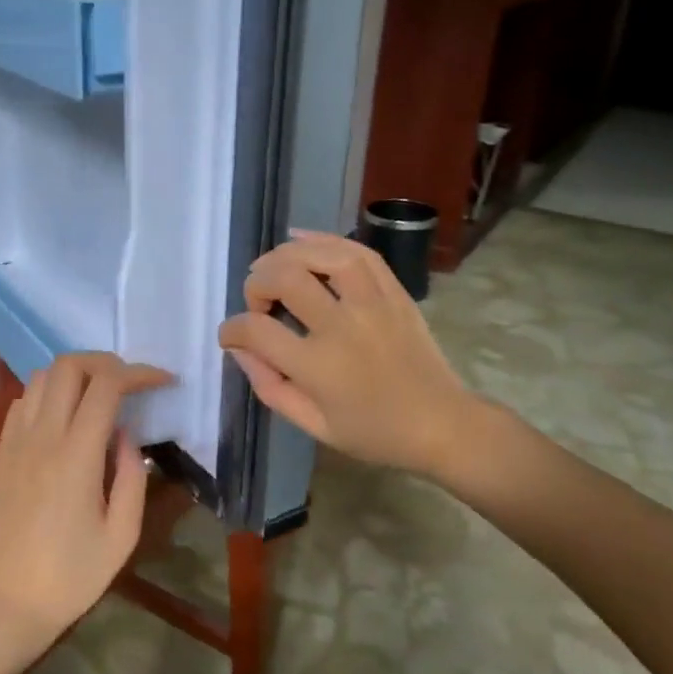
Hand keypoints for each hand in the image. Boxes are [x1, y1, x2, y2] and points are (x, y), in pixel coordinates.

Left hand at [0, 352, 173, 650]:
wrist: (9, 603)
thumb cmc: (73, 575)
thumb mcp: (123, 534)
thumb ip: (131, 475)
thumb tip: (127, 434)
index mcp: (76, 455)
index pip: (106, 385)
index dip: (139, 373)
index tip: (163, 381)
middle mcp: (42, 437)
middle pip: (68, 366)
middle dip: (105, 362)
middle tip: (130, 382)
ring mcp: (15, 442)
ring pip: (41, 377)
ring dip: (74, 374)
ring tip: (99, 394)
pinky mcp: (0, 452)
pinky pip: (21, 401)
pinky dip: (47, 393)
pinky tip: (64, 417)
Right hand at [218, 230, 476, 476]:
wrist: (441, 424)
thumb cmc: (373, 433)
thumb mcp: (313, 426)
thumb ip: (270, 387)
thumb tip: (241, 349)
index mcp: (318, 367)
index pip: (257, 331)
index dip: (232, 329)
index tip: (230, 336)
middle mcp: (342, 327)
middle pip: (285, 280)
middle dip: (256, 284)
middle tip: (257, 302)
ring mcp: (373, 304)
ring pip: (323, 256)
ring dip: (288, 254)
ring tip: (273, 266)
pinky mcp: (394, 293)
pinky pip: (360, 253)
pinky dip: (328, 240)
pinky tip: (304, 241)